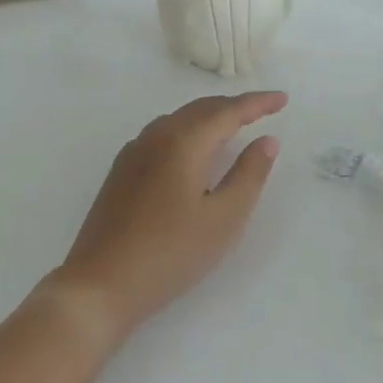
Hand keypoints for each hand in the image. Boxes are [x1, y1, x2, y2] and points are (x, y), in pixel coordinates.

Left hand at [51, 92, 285, 337]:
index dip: (258, 103)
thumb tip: (266, 141)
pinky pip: (162, 133)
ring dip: (209, 116)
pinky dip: (188, 130)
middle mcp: (156, 135)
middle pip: (202, 109)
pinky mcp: (122, 170)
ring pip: (179, 119)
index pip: (228, 111)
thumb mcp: (223, 219)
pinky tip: (193, 150)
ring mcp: (134, 151)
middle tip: (263, 111)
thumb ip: (249, 175)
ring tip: (233, 126)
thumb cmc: (170, 253)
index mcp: (183, 141)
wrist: (100, 283)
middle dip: (234, 106)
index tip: (282, 98)